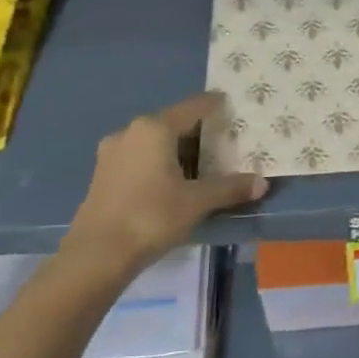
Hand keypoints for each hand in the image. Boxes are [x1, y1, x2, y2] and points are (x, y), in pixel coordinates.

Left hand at [60, 92, 267, 277]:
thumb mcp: (197, 202)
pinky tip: (173, 181)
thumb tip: (262, 183)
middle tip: (223, 139)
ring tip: (202, 163)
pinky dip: (159, 163)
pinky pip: (139, 159)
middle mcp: (130, 133)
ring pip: (153, 143)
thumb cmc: (151, 217)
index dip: (213, 105)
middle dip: (197, 131)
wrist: (96, 255)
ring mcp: (112, 154)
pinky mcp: (103, 176)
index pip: (192, 108)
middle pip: (172, 124)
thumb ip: (230, 188)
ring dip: (176, 150)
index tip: (229, 103)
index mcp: (154, 129)